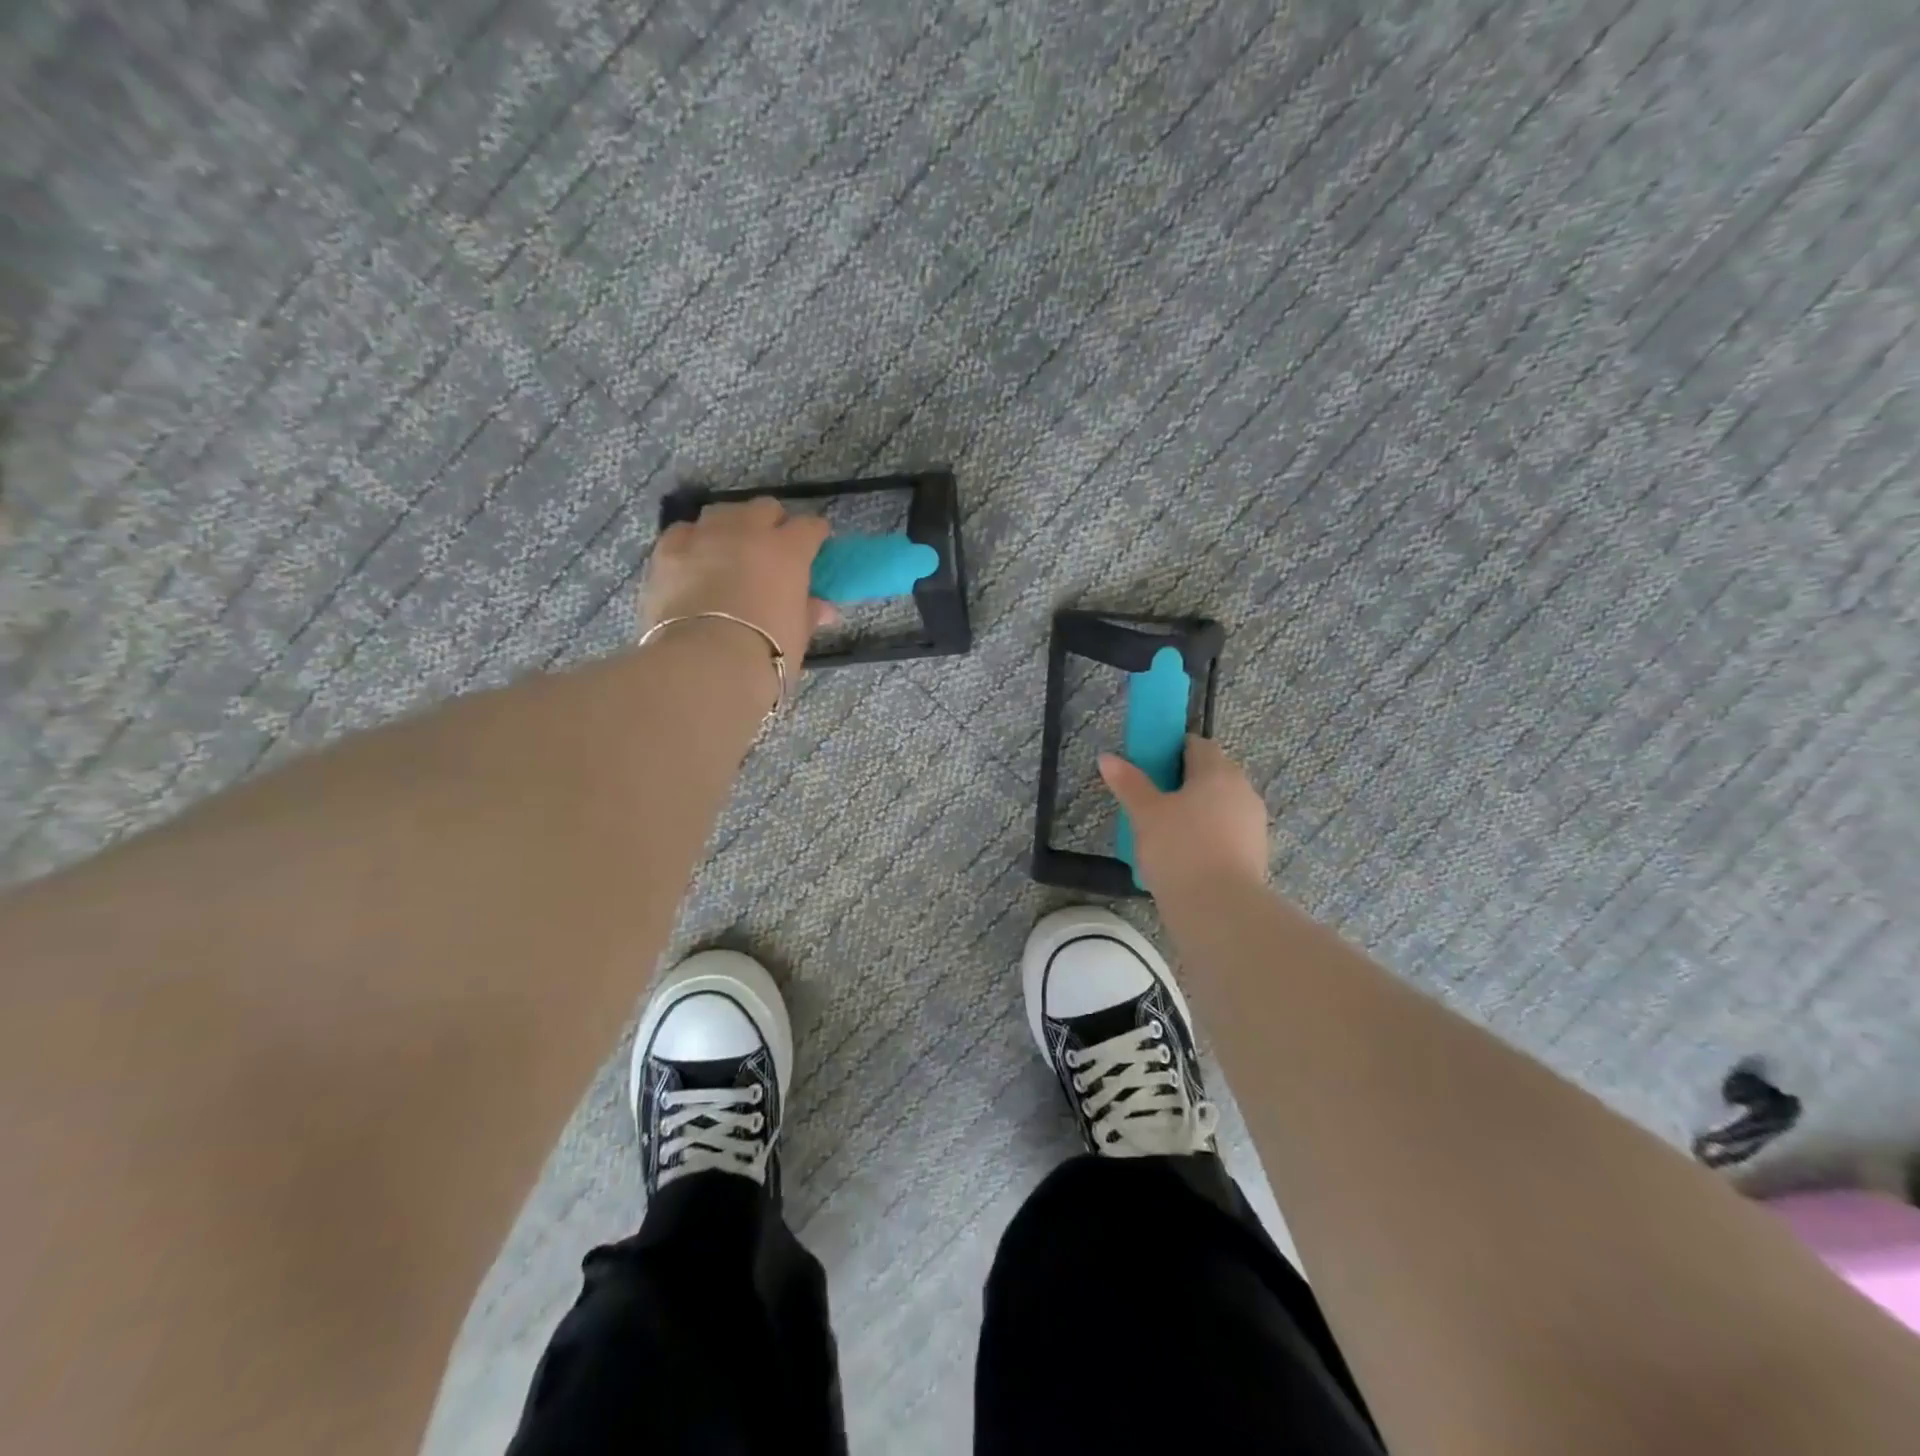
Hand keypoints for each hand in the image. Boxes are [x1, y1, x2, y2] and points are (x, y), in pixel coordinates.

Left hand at [640, 497, 836, 661]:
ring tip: (732, 548)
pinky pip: (685, 531)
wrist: (705, 663)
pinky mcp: (668, 550)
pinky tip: (695, 557)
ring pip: (722, 512)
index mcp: (788, 551)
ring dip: (732, 525)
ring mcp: (705, 536)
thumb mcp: (797, 635)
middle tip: (773, 546)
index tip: (816, 545)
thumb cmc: (767, 652)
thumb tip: (823, 608)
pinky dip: (694, 540)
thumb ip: (808, 613)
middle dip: (772, 522)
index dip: (814, 535)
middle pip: (764, 508)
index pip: (809, 527)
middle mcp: (748, 532)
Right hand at [1098, 735, 1269, 895]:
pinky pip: (1225, 834)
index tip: (1147, 768)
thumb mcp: (1145, 814)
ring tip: (1164, 834)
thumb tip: (1107, 758)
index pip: (1196, 744)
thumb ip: (1128, 783)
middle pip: (1210, 775)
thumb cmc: (1180, 849)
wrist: (1220, 909)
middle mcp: (1242, 790)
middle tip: (1150, 802)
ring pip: (1219, 806)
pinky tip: (1184, 857)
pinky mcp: (1255, 854)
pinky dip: (1206, 838)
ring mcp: (1253, 823)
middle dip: (1182, 783)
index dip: (1170, 751)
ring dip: (1195, 812)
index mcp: (1218, 771)